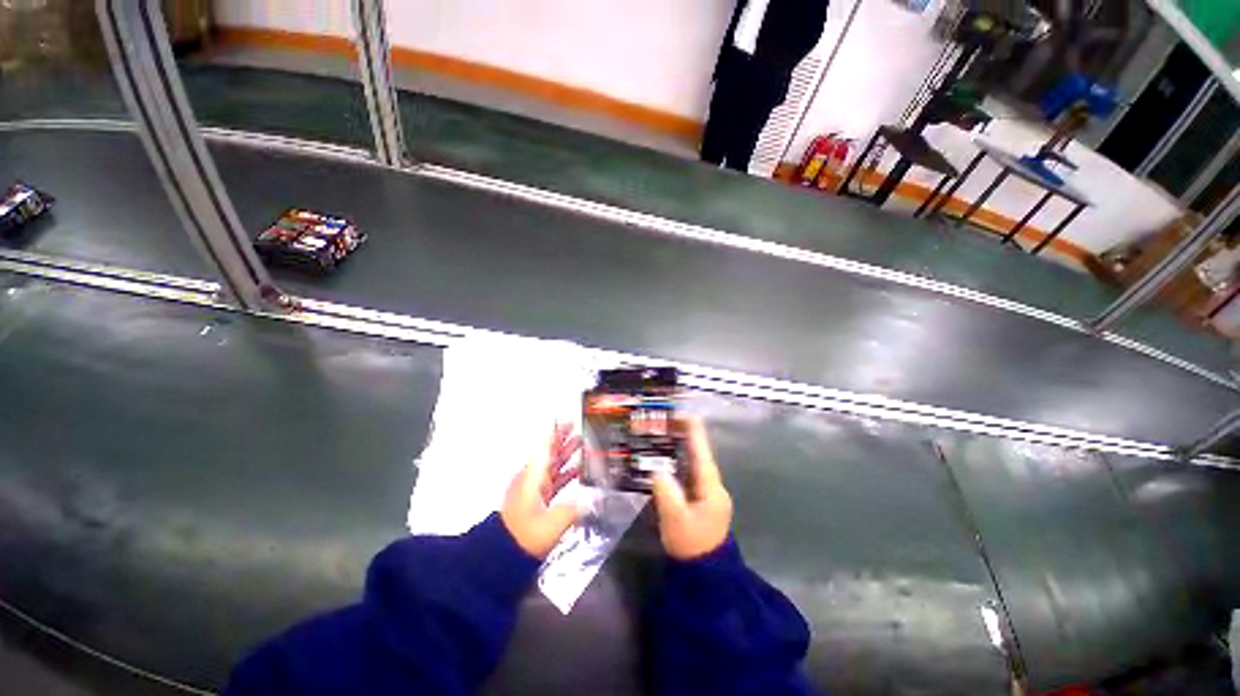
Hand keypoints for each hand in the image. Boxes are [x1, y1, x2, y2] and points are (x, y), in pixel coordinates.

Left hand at [501, 422, 582, 557]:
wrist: (502, 556)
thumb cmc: (524, 536)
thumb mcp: (552, 524)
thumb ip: (574, 510)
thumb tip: (590, 501)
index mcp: (533, 477)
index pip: (546, 448)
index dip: (556, 433)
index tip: (565, 420)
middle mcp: (533, 479)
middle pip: (549, 453)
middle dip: (562, 439)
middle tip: (576, 426)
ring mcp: (534, 490)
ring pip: (552, 465)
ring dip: (565, 453)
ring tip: (580, 443)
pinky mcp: (537, 500)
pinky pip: (554, 479)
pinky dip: (565, 472)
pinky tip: (577, 471)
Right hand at [651, 417, 732, 560]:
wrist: (705, 577)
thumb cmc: (692, 546)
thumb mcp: (676, 520)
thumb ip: (667, 492)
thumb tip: (657, 470)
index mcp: (711, 487)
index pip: (702, 452)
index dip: (693, 432)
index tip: (682, 414)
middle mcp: (712, 486)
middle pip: (698, 455)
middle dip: (684, 437)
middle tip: (664, 423)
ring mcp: (707, 494)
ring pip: (693, 465)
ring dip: (680, 450)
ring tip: (662, 436)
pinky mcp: (700, 501)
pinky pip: (688, 476)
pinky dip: (678, 465)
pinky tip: (664, 462)